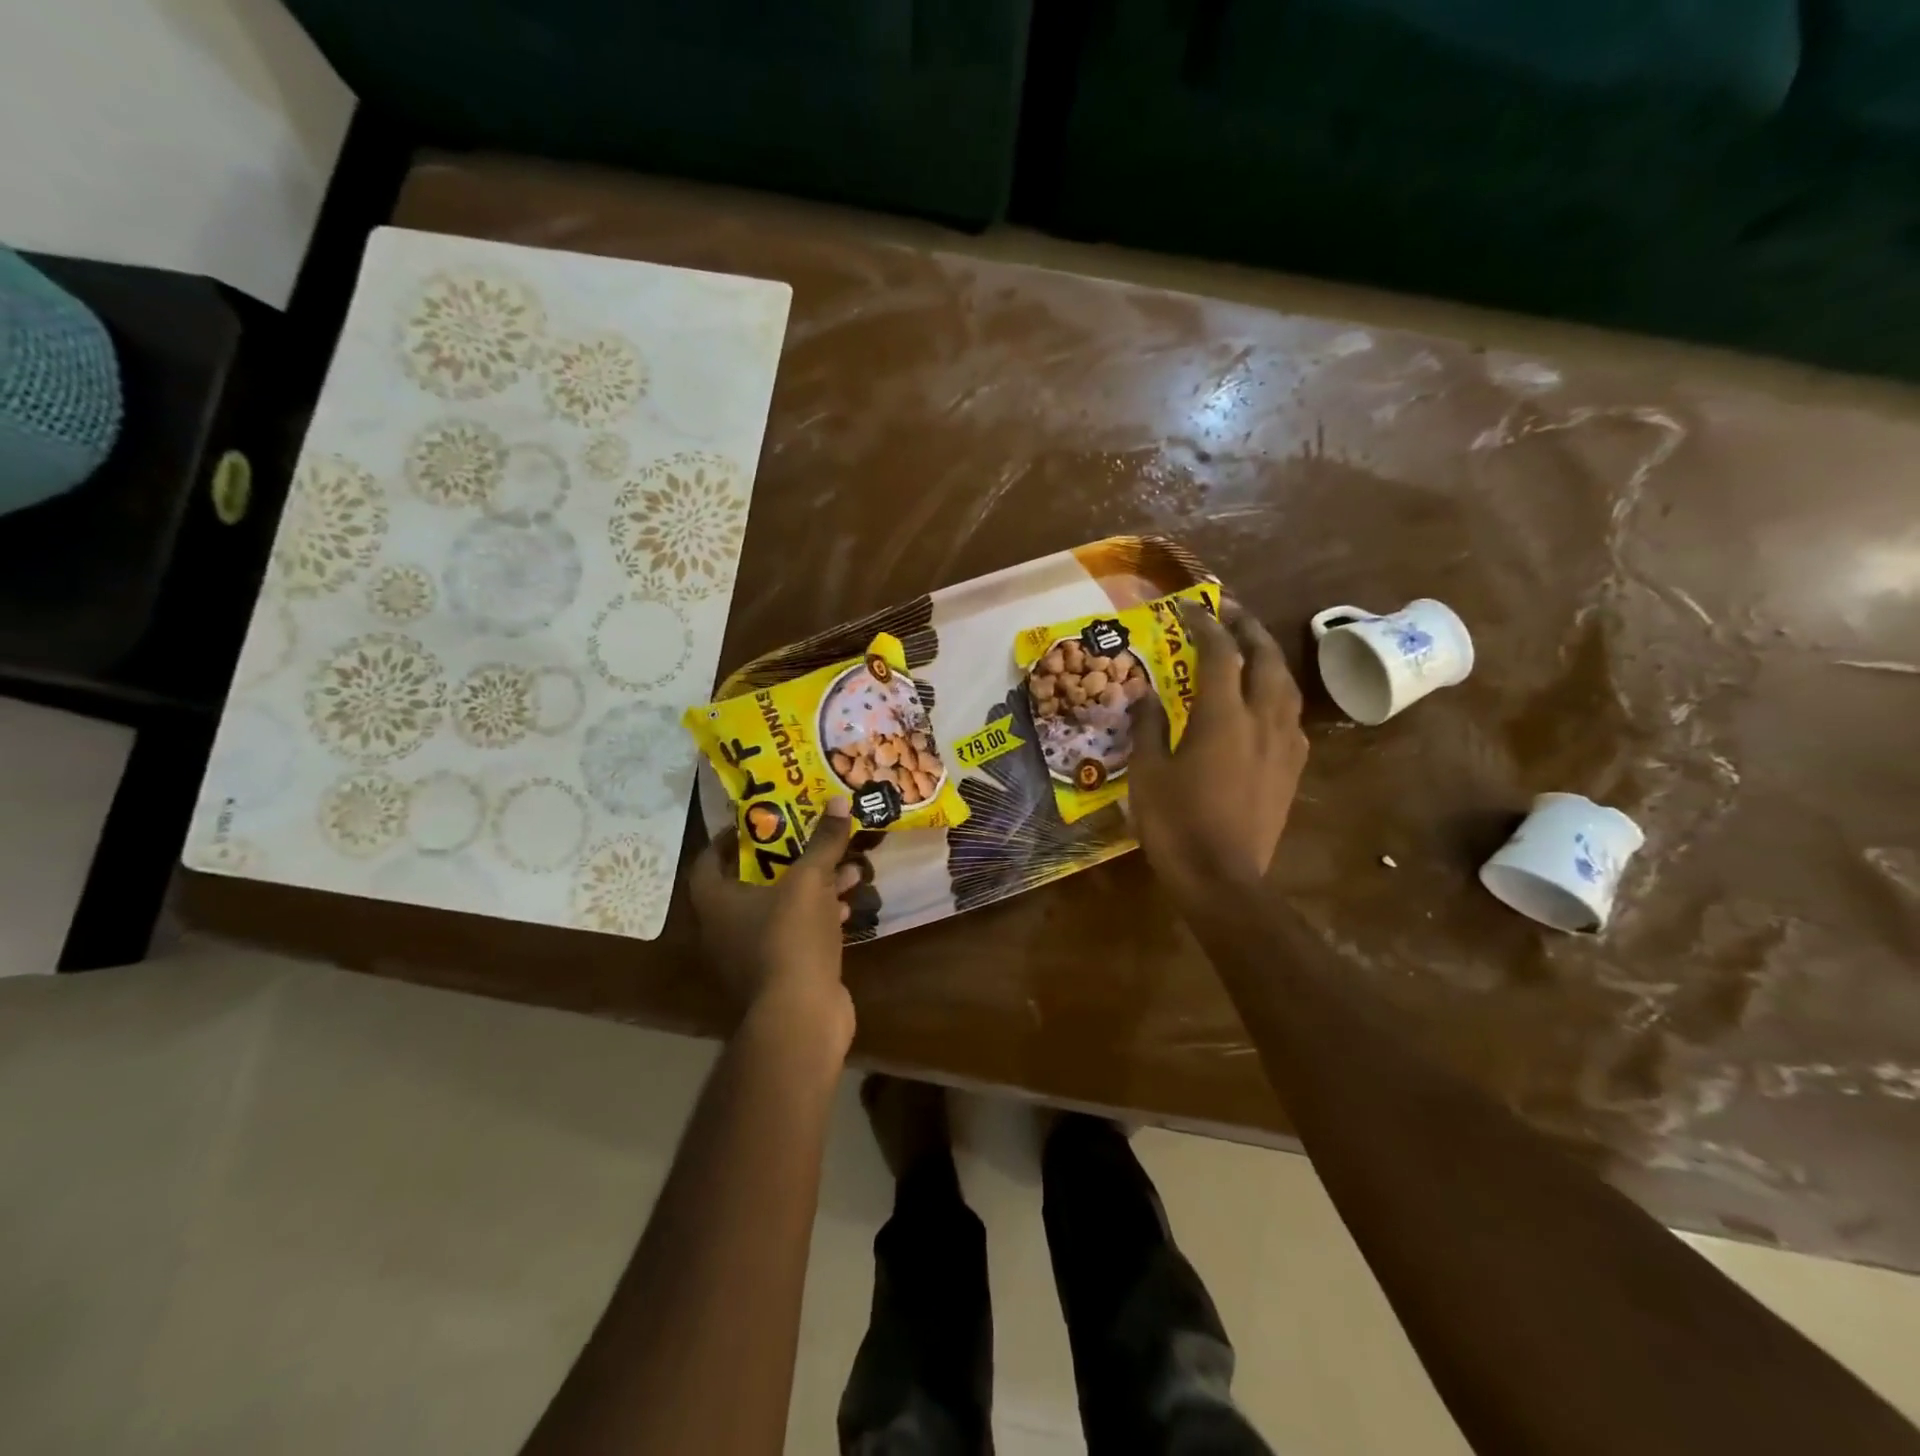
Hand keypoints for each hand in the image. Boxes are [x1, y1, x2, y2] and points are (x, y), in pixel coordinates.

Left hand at [690, 798, 859, 1050]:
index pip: (710, 859)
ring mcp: (751, 955)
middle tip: (812, 838)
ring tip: (846, 868)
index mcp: (716, 901)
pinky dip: (820, 917)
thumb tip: (838, 801)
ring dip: (812, 888)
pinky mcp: (779, 974)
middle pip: (752, 882)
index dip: (732, 836)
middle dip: (787, 859)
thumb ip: (823, 841)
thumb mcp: (810, 881)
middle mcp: (725, 928)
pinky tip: (849, 905)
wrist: (800, 1017)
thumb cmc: (791, 939)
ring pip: (780, 908)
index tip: (763, 820)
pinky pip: (796, 934)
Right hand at [1127, 597, 1308, 902]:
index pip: (1220, 653)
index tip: (1188, 608)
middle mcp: (1263, 720)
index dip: (1205, 624)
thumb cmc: (1176, 824)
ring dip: (1269, 658)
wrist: (1222, 879)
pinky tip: (1264, 703)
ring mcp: (1284, 745)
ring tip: (1251, 648)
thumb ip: (1149, 727)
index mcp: (1223, 717)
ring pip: (1287, 685)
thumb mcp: (1148, 774)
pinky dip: (1277, 694)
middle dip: (1248, 628)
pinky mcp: (1292, 769)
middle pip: (1266, 658)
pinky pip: (1291, 717)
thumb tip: (1147, 696)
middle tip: (1229, 612)